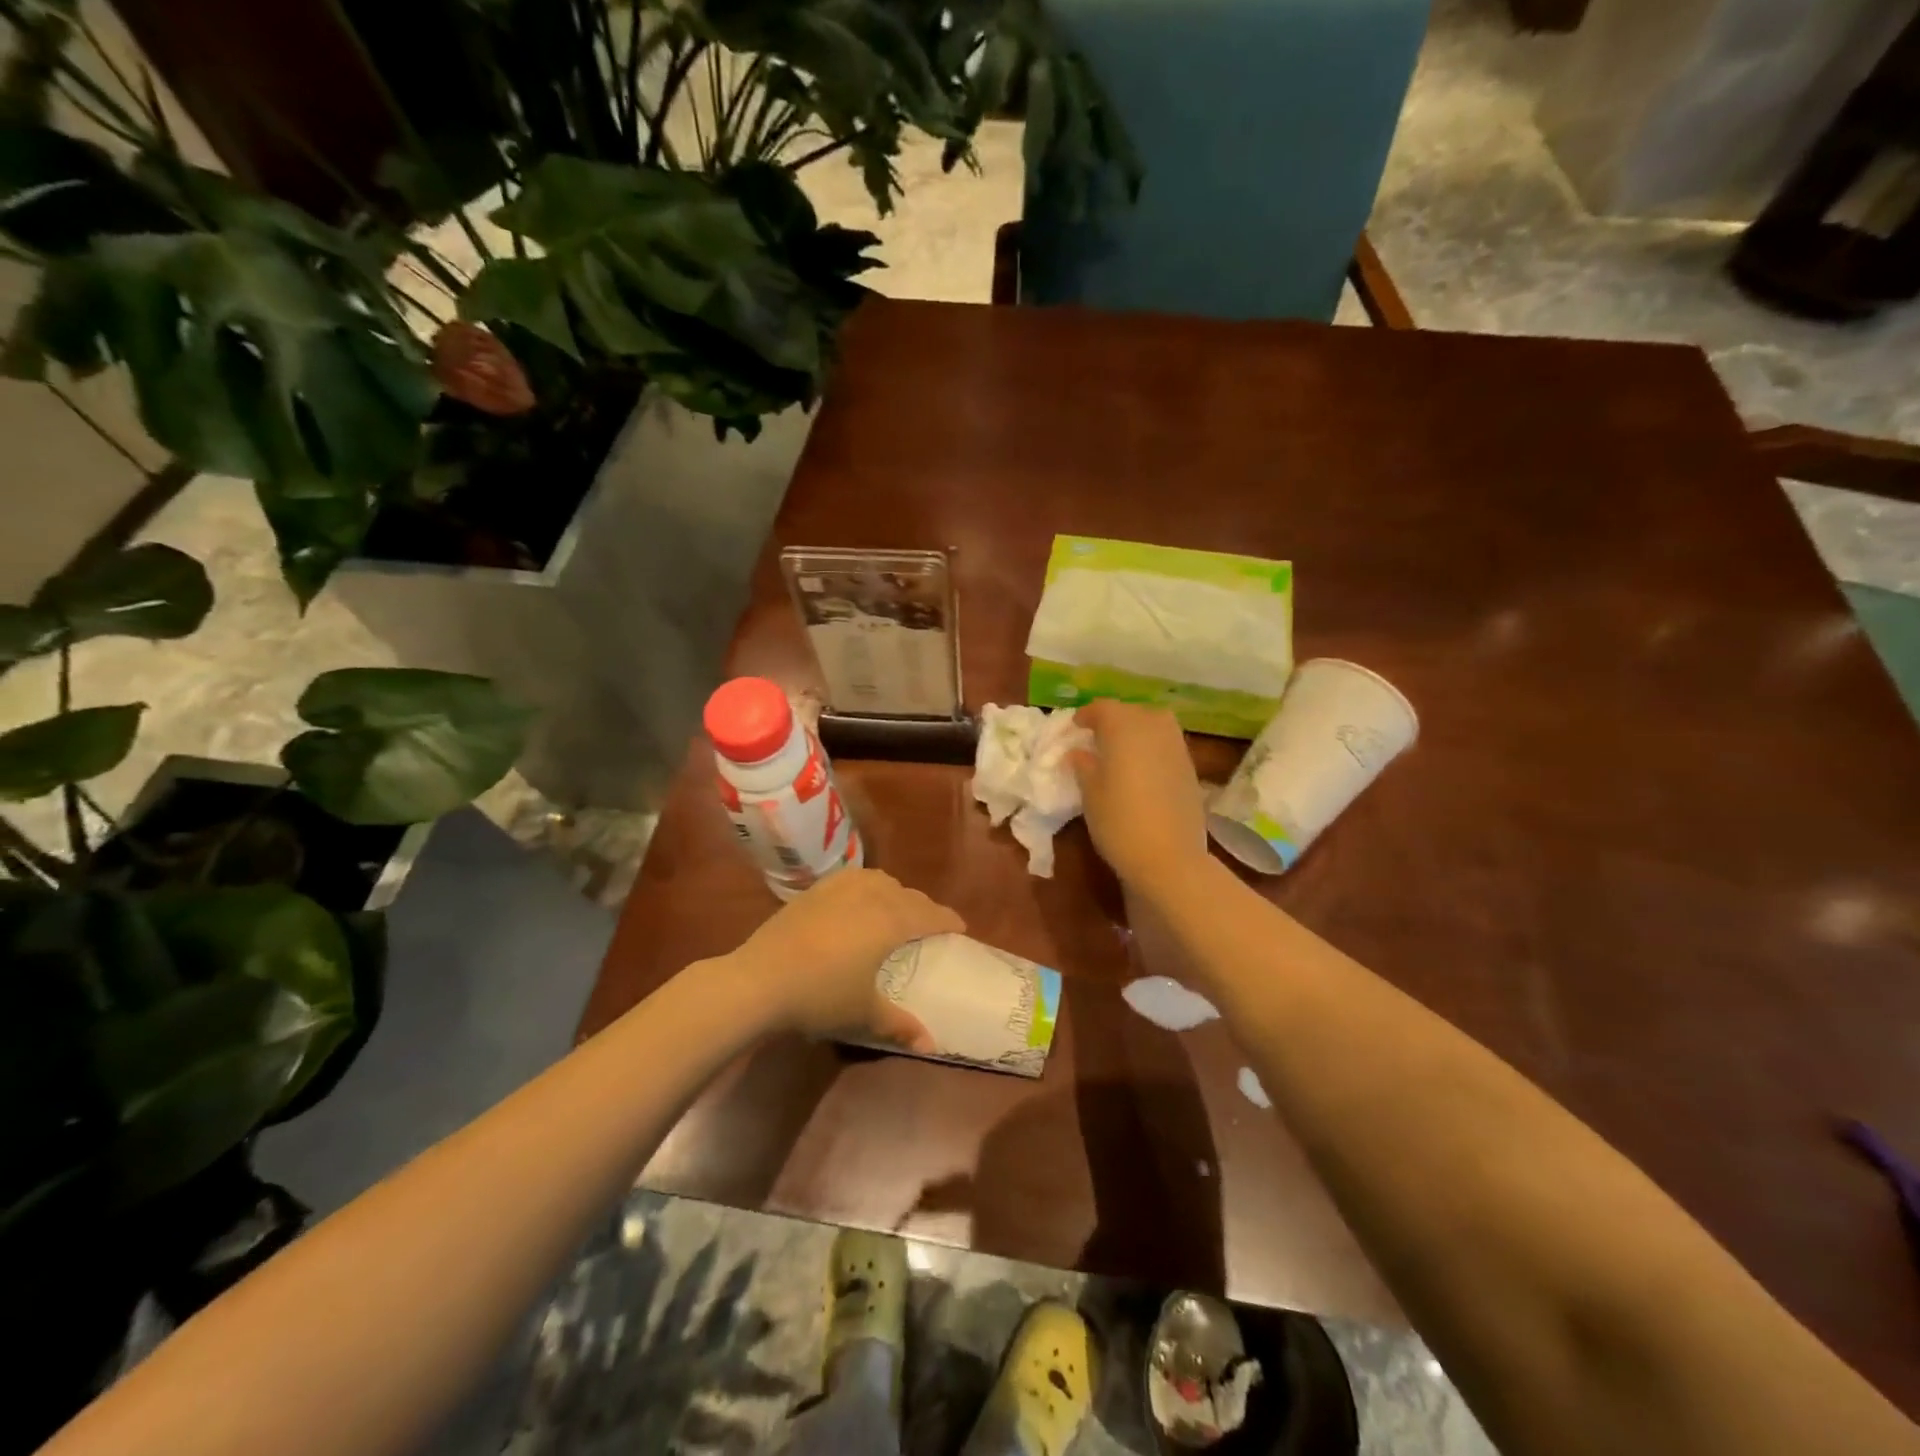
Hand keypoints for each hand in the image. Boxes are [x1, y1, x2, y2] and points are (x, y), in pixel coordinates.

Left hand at [732, 870, 963, 1049]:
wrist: (760, 979)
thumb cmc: (821, 995)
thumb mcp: (863, 1013)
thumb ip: (899, 1025)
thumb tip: (931, 1045)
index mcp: (890, 921)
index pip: (928, 914)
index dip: (947, 919)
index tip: (960, 926)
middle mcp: (870, 896)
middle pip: (907, 894)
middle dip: (923, 907)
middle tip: (929, 924)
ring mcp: (839, 888)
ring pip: (879, 880)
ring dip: (895, 892)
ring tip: (895, 907)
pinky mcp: (814, 891)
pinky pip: (852, 879)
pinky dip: (866, 886)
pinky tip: (857, 901)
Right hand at [1070, 699, 1210, 885]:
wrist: (1171, 858)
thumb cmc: (1120, 823)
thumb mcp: (1090, 794)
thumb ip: (1084, 766)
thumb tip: (1080, 753)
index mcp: (1124, 728)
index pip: (1102, 708)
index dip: (1086, 715)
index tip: (1075, 727)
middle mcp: (1154, 727)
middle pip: (1130, 711)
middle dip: (1112, 720)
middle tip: (1095, 738)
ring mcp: (1177, 746)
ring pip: (1153, 724)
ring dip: (1135, 731)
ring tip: (1119, 751)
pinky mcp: (1190, 767)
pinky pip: (1165, 744)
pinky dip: (1151, 748)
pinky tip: (1140, 769)